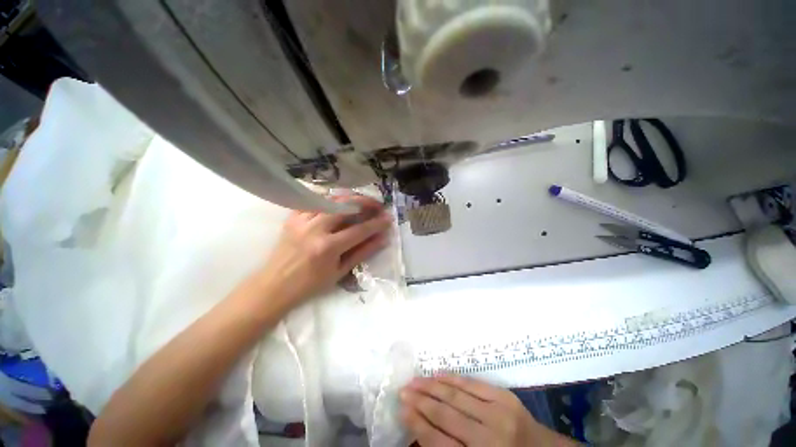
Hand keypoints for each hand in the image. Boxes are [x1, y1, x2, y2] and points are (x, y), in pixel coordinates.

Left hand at [255, 195, 391, 310]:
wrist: (274, 286)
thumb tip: (382, 239)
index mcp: (327, 247)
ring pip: (330, 199)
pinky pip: (314, 201)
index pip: (359, 230)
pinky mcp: (292, 217)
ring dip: (349, 198)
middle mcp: (314, 229)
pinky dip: (329, 199)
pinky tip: (338, 203)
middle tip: (377, 205)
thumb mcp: (340, 271)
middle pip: (345, 205)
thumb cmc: (310, 284)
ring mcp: (301, 220)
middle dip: (365, 202)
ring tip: (361, 202)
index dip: (376, 223)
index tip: (388, 219)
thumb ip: (362, 252)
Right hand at [401, 375, 575, 446]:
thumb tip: (421, 430)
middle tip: (403, 390)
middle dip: (420, 401)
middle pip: (445, 415)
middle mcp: (489, 439)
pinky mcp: (505, 397)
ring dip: (432, 386)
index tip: (402, 409)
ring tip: (415, 380)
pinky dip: (452, 378)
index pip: (439, 442)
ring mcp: (499, 414)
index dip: (417, 424)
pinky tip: (438, 375)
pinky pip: (472, 383)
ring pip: (456, 395)